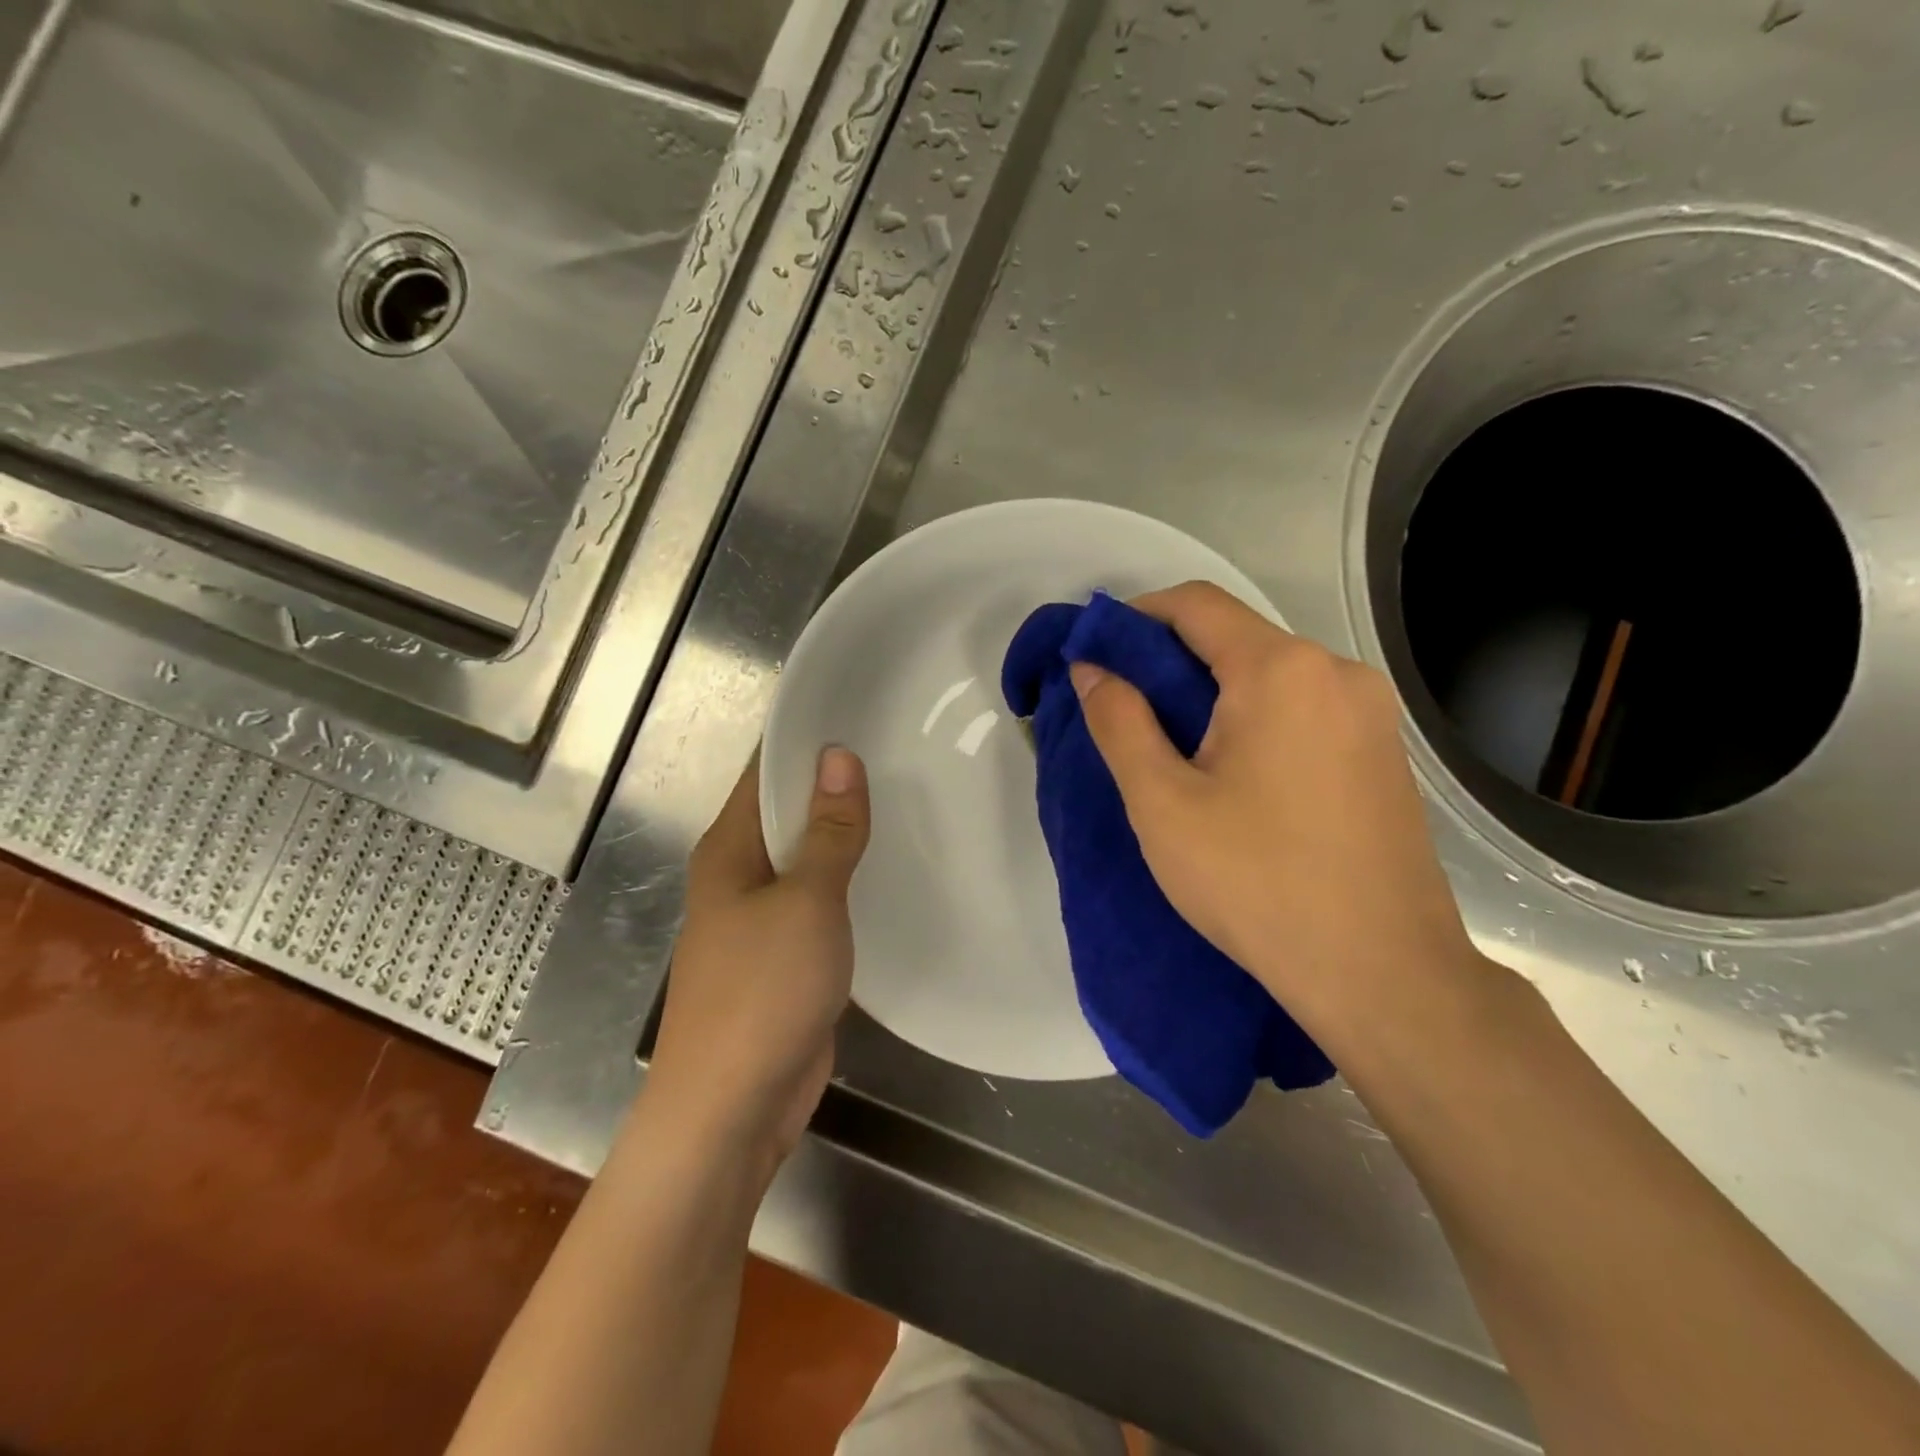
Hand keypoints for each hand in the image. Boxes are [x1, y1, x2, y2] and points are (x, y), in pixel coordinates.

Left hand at [643, 747, 869, 1185]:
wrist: (732, 1109)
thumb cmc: (761, 992)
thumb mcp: (805, 901)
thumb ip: (827, 831)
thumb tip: (837, 754)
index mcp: (729, 849)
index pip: (766, 771)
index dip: (806, 738)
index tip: (861, 708)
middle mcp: (740, 874)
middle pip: (789, 812)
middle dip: (836, 783)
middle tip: (903, 749)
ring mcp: (763, 918)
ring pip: (808, 858)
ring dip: (845, 834)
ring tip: (909, 798)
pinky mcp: (787, 955)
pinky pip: (821, 901)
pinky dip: (849, 882)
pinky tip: (892, 869)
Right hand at [1068, 582, 1479, 1042]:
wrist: (1381, 972)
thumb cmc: (1256, 882)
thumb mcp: (1162, 802)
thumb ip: (1120, 722)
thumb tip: (1091, 669)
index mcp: (1281, 670)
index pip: (1195, 605)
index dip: (1135, 618)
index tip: (1095, 655)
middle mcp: (1337, 672)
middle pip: (1235, 637)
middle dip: (1170, 662)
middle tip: (1125, 712)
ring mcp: (1370, 713)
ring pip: (1270, 675)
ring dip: (1212, 694)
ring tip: (1173, 751)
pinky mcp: (1382, 752)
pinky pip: (1303, 708)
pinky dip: (1254, 718)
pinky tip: (1234, 774)